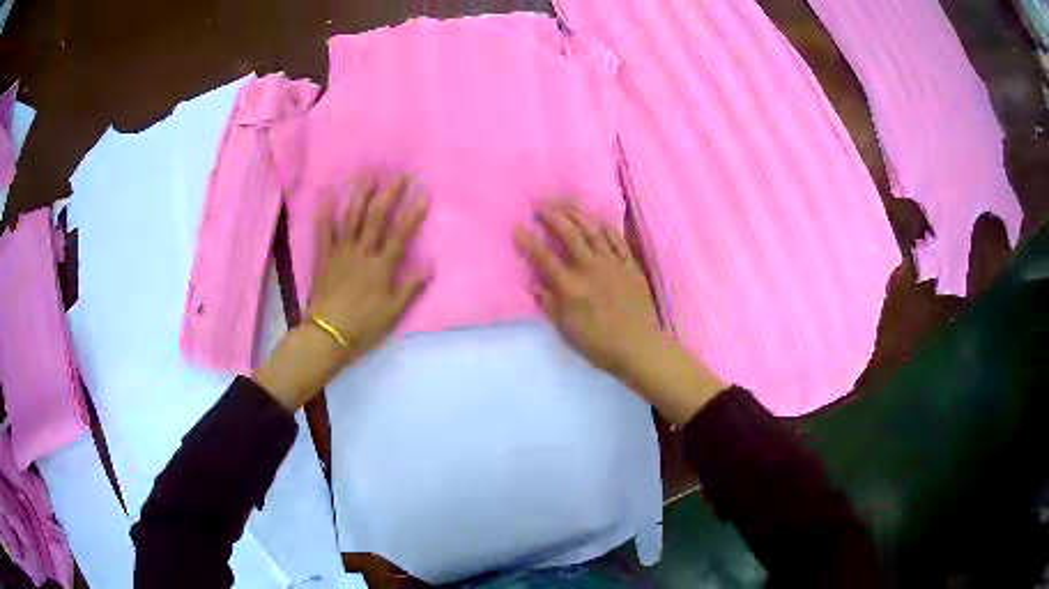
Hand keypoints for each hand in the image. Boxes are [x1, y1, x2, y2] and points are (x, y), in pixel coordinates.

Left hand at [308, 175, 430, 354]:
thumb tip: (431, 263)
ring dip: (359, 194)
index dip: (413, 212)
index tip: (423, 191)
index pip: (401, 234)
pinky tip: (327, 195)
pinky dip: (325, 213)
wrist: (328, 335)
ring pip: (351, 218)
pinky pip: (324, 232)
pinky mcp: (325, 258)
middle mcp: (362, 253)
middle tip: (399, 174)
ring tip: (367, 174)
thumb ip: (411, 286)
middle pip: (377, 219)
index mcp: (381, 267)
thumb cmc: (364, 325)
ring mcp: (341, 253)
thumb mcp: (393, 311)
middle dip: (389, 194)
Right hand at [515, 203, 726, 422]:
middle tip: (540, 206)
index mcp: (571, 287)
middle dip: (552, 216)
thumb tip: (533, 282)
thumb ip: (549, 304)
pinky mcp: (631, 265)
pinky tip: (596, 220)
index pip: (544, 258)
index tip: (517, 226)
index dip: (528, 241)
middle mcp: (590, 269)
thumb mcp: (566, 330)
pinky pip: (617, 239)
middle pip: (569, 234)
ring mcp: (613, 264)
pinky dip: (604, 227)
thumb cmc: (598, 344)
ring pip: (593, 231)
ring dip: (577, 215)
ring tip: (565, 206)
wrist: (639, 347)